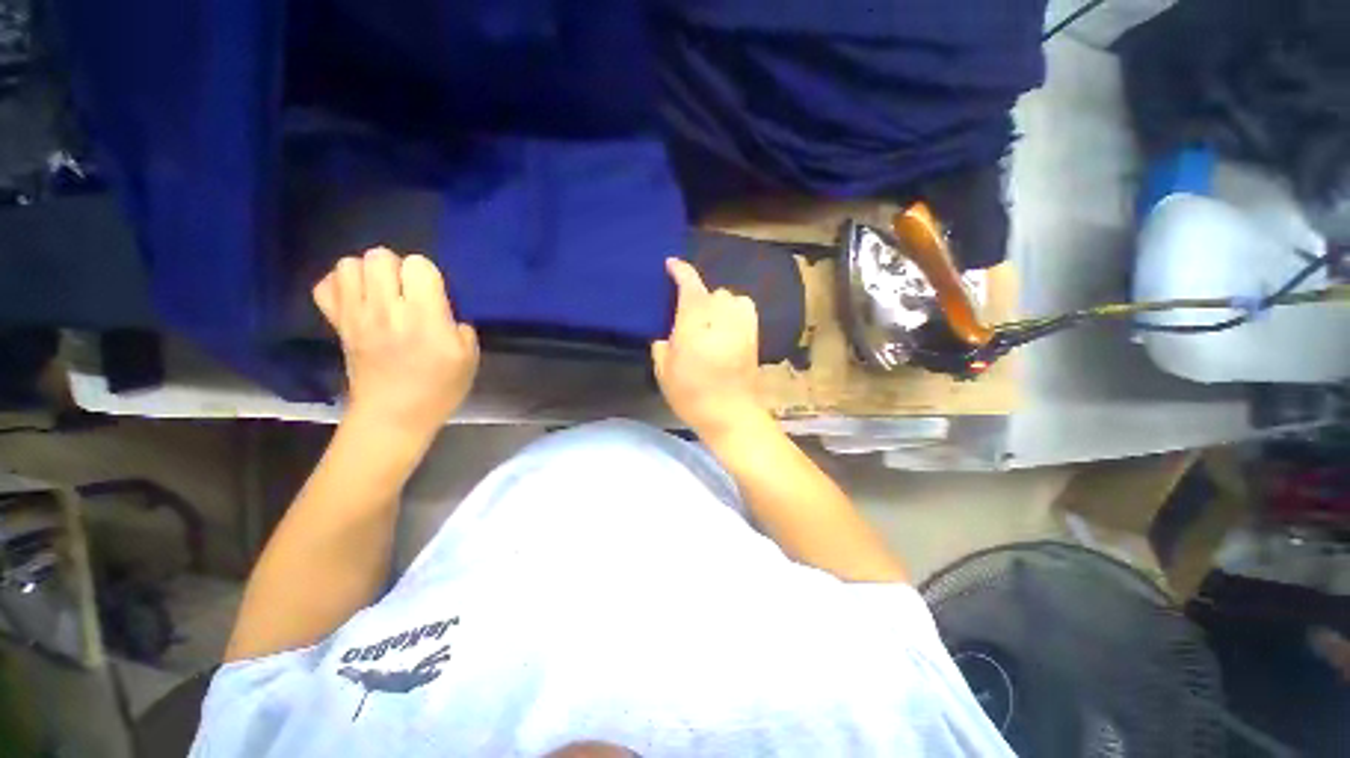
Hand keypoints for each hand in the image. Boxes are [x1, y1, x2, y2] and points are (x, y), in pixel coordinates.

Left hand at [313, 248, 478, 440]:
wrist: (393, 416)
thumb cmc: (438, 389)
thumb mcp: (469, 359)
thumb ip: (461, 328)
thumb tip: (445, 313)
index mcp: (424, 316)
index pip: (418, 265)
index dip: (428, 274)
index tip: (433, 294)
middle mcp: (386, 309)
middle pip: (379, 257)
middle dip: (396, 266)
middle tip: (407, 290)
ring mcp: (356, 316)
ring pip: (348, 264)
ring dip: (367, 272)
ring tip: (381, 292)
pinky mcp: (338, 325)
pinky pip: (325, 287)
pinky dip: (340, 286)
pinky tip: (358, 300)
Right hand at [651, 258, 766, 439]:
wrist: (730, 414)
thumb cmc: (692, 394)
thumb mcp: (664, 371)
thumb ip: (662, 346)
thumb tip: (668, 336)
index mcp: (695, 322)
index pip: (690, 285)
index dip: (680, 271)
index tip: (671, 264)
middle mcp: (721, 316)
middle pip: (710, 292)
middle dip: (697, 298)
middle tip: (687, 318)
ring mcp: (742, 324)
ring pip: (729, 298)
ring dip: (717, 304)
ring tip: (709, 321)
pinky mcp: (754, 335)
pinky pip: (745, 309)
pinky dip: (734, 310)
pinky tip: (726, 325)